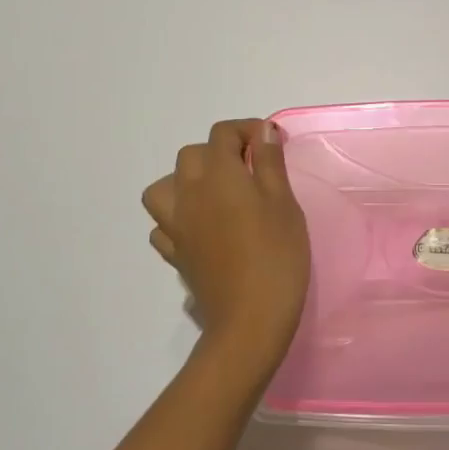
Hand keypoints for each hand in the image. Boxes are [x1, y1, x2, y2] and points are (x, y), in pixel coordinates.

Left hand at [141, 119, 309, 371]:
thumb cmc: (276, 254)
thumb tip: (261, 130)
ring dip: (187, 182)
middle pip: (192, 154)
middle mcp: (189, 192)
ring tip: (216, 194)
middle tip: (251, 171)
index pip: (223, 133)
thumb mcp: (284, 201)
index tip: (271, 145)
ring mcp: (175, 224)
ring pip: (165, 187)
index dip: (247, 130)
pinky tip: (200, 228)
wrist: (250, 319)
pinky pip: (163, 224)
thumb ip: (269, 161)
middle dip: (219, 152)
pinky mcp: (174, 253)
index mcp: (218, 173)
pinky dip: (178, 218)